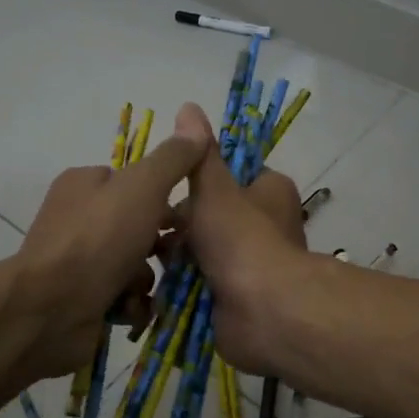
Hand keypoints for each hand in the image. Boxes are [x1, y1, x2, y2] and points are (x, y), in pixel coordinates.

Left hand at [11, 112, 207, 381]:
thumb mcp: (143, 187)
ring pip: (134, 264)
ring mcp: (76, 261)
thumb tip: (194, 121)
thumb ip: (173, 158)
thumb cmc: (98, 239)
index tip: (184, 220)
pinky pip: (120, 296)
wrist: (49, 310)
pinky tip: (129, 309)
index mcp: (85, 183)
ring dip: (145, 279)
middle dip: (158, 247)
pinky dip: (130, 304)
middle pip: (139, 227)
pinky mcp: (78, 298)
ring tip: (142, 290)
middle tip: (171, 259)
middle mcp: (77, 218)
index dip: (164, 200)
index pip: (137, 183)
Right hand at [173, 103, 312, 374]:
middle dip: (181, 224)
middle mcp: (266, 226)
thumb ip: (199, 154)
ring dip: (177, 257)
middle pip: (212, 216)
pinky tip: (154, 286)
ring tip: (148, 257)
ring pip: (203, 252)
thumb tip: (189, 106)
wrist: (263, 311)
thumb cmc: (241, 238)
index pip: (233, 176)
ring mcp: (251, 265)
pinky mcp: (237, 299)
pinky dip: (180, 287)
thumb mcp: (214, 187)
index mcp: (270, 192)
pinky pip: (201, 285)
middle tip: (152, 228)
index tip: (170, 190)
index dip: (200, 182)